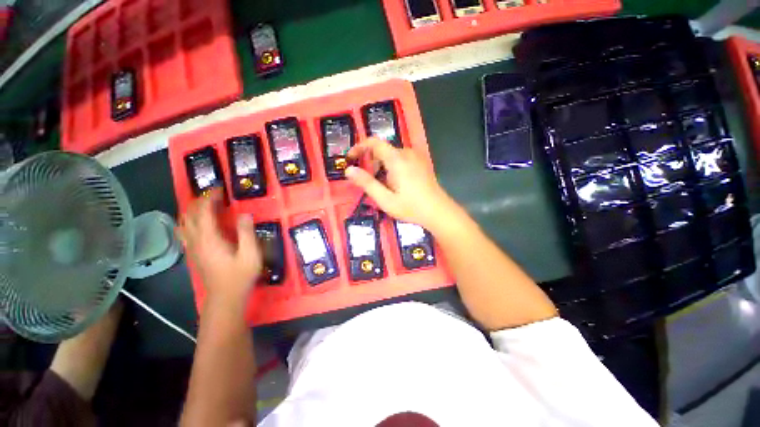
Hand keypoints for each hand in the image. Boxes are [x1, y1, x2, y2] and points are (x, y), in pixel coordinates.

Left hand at [176, 190, 261, 304]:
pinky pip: (184, 231)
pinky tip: (198, 222)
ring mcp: (192, 247)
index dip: (211, 198)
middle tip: (216, 195)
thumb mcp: (250, 254)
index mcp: (210, 238)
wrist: (225, 297)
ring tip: (206, 205)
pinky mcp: (193, 253)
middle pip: (191, 214)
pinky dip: (189, 221)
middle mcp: (196, 240)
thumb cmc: (240, 275)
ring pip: (184, 222)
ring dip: (193, 210)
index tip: (221, 190)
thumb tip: (244, 214)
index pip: (204, 211)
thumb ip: (247, 233)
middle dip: (201, 201)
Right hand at [345, 137, 459, 232]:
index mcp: (396, 159)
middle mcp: (406, 153)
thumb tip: (349, 170)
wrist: (438, 211)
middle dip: (370, 161)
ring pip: (392, 155)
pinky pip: (401, 159)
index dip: (359, 147)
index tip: (350, 158)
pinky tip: (394, 184)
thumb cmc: (411, 207)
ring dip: (381, 166)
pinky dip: (392, 167)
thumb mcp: (385, 199)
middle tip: (366, 180)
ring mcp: (416, 157)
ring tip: (381, 186)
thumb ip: (366, 183)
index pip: (374, 142)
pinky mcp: (421, 163)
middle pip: (382, 150)